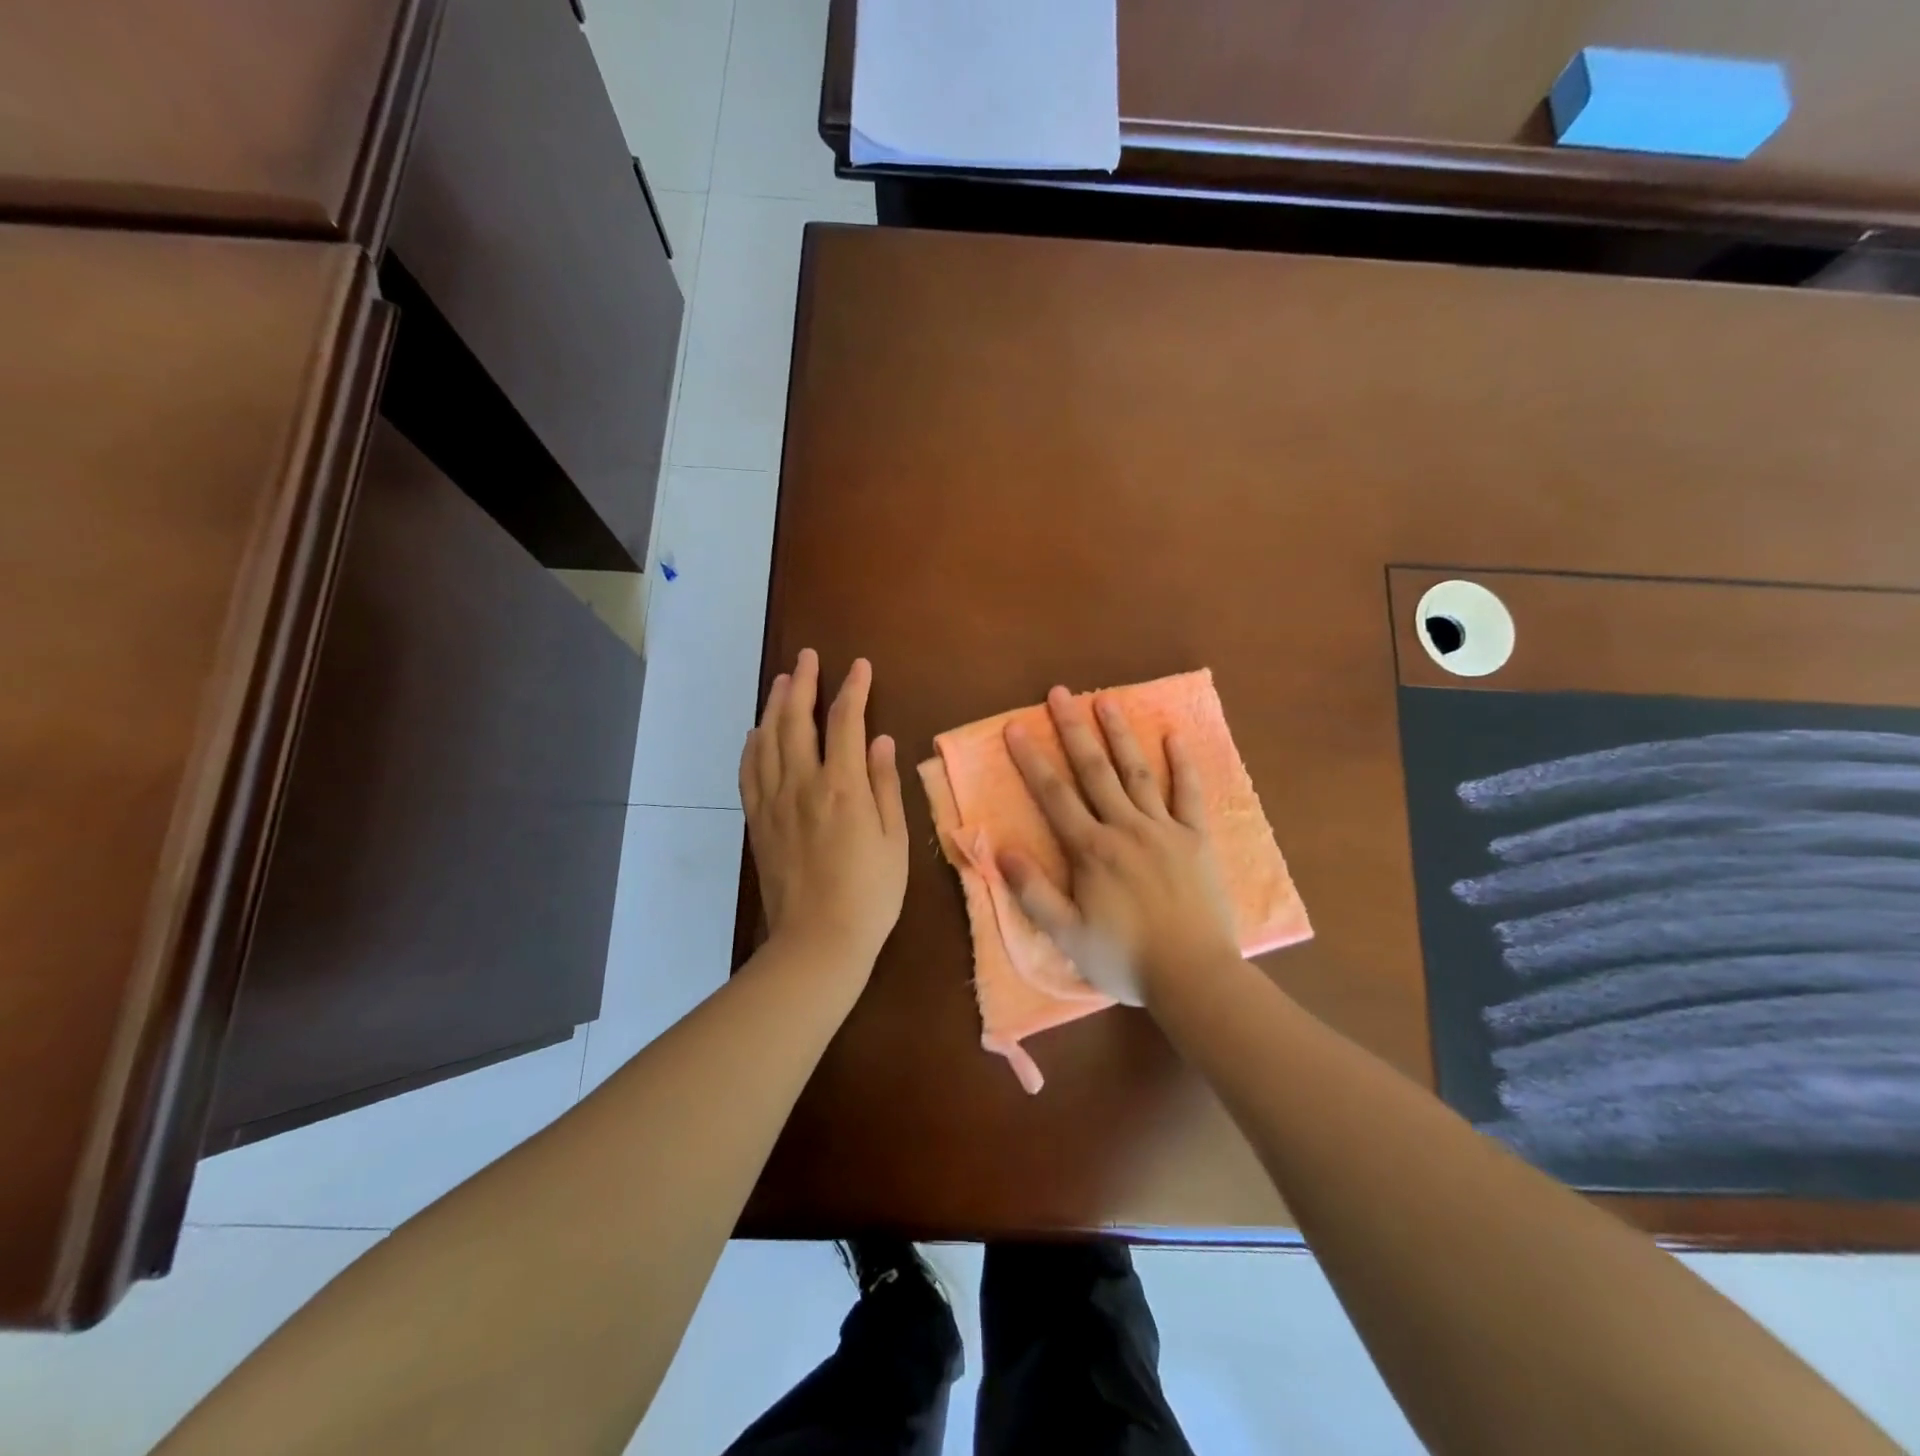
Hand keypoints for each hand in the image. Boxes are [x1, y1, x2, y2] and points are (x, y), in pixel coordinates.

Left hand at [740, 649, 908, 972]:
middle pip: (797, 720)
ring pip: (768, 740)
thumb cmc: (870, 894)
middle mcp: (802, 784)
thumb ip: (885, 785)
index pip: (845, 722)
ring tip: (783, 681)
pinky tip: (757, 732)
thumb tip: (880, 740)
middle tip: (808, 658)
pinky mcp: (758, 821)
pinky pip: (749, 771)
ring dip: (775, 706)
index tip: (859, 666)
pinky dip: (752, 744)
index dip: (852, 689)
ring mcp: (774, 802)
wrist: (818, 940)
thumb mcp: (895, 840)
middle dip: (804, 683)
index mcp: (842, 787)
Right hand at [1000, 688, 1239, 1005]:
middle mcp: (1125, 828)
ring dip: (1119, 735)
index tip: (1015, 727)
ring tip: (1105, 701)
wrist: (1193, 975)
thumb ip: (1033, 892)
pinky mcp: (1196, 839)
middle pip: (1094, 770)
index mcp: (1091, 850)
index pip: (1054, 795)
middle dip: (1073, 729)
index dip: (1031, 760)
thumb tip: (1001, 850)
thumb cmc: (1125, 958)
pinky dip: (1182, 765)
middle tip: (1059, 693)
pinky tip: (1173, 737)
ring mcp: (1164, 829)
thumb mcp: (1067, 935)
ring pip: (1136, 772)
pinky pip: (1188, 794)